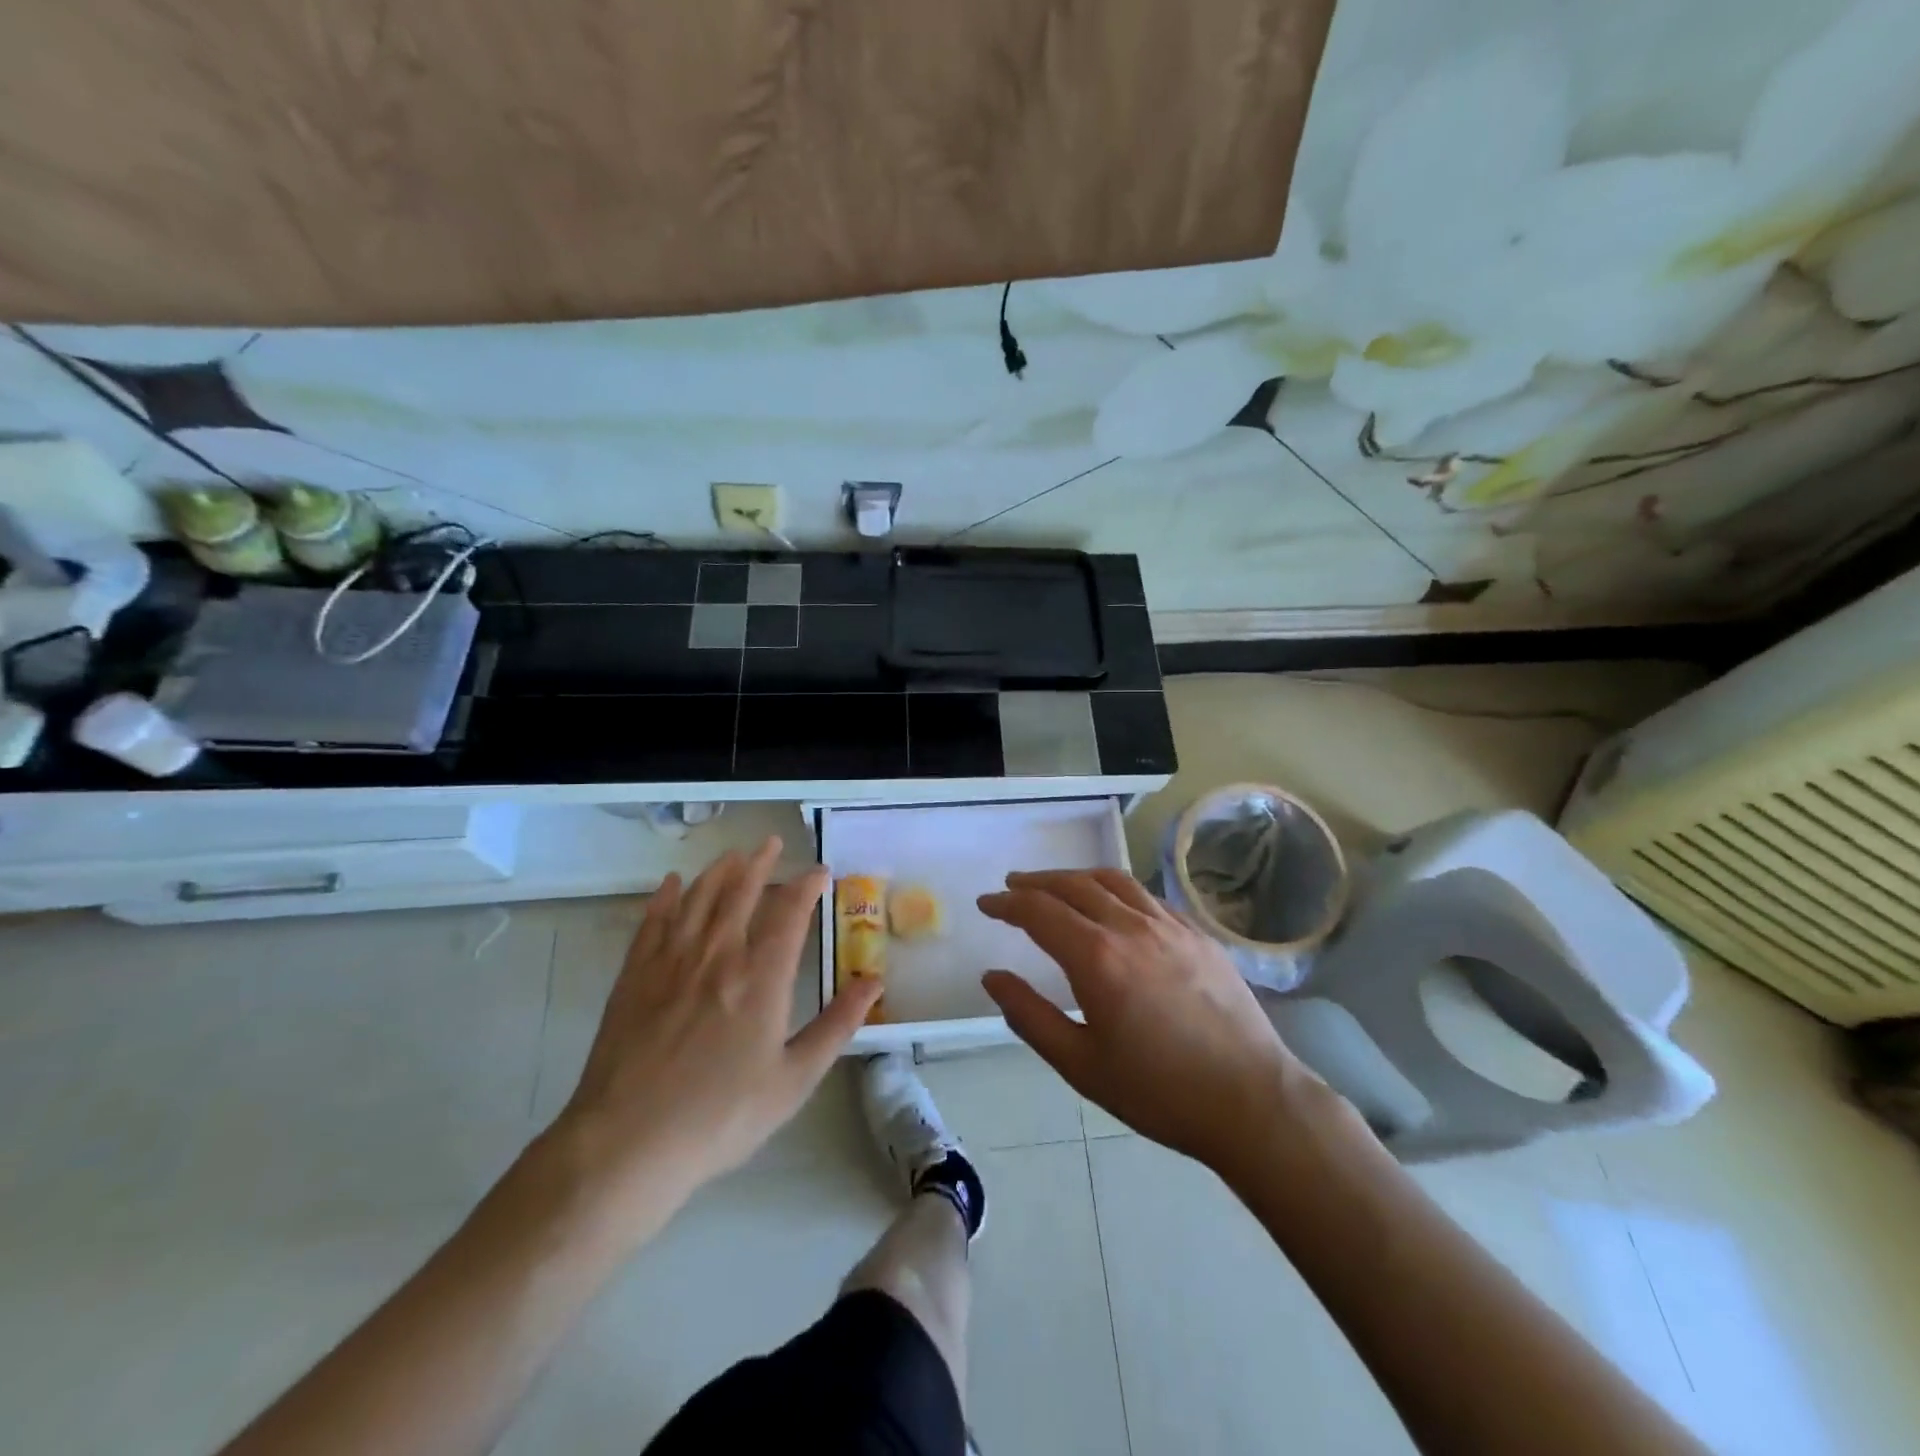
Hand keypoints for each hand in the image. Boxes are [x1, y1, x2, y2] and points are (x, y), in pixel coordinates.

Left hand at [548, 837, 880, 1234]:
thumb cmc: (721, 1117)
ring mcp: (672, 962)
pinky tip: (673, 883)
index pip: (789, 913)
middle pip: (741, 892)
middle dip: (760, 863)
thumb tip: (874, 982)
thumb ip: (837, 1026)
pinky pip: (653, 921)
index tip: (819, 872)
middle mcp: (718, 955)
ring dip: (719, 871)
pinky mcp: (635, 976)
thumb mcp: (794, 1080)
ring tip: (733, 855)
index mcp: (761, 978)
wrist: (627, 1144)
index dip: (806, 886)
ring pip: (699, 898)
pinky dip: (666, 897)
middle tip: (772, 843)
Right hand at [979, 869, 1320, 1180]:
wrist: (1251, 1101)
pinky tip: (1114, 906)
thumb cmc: (1159, 1092)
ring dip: (1077, 877)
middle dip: (1037, 882)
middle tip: (1013, 886)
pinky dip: (1117, 891)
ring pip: (1113, 881)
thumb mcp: (1080, 1065)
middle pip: (1074, 885)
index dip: (1007, 903)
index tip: (986, 903)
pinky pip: (1147, 897)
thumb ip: (1030, 1015)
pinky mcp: (1198, 934)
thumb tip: (993, 977)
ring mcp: (1170, 926)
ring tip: (1057, 885)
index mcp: (1097, 958)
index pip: (1039, 911)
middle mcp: (1131, 927)